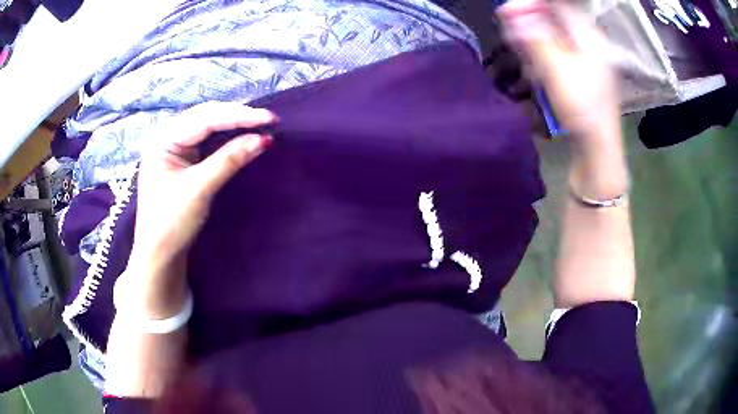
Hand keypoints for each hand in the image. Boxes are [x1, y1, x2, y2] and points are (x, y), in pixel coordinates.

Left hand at [125, 102, 275, 316]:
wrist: (159, 253)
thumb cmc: (171, 222)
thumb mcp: (199, 189)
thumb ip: (229, 160)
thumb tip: (264, 139)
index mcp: (163, 138)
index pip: (205, 118)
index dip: (238, 116)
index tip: (269, 118)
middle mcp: (167, 135)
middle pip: (206, 116)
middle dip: (237, 116)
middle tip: (268, 119)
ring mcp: (174, 145)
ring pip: (208, 125)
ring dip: (233, 123)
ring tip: (259, 123)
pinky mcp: (182, 157)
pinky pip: (207, 138)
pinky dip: (226, 136)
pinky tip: (242, 133)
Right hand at [498, 0, 627, 198]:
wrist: (597, 148)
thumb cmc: (582, 108)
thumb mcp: (556, 69)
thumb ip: (533, 38)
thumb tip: (509, 13)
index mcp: (589, 37)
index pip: (558, 6)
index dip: (531, 5)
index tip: (507, 10)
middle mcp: (589, 43)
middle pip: (555, 20)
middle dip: (529, 21)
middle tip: (507, 26)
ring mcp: (586, 59)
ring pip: (555, 36)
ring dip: (532, 37)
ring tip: (515, 45)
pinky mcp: (580, 73)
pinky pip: (558, 52)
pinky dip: (541, 51)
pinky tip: (530, 60)